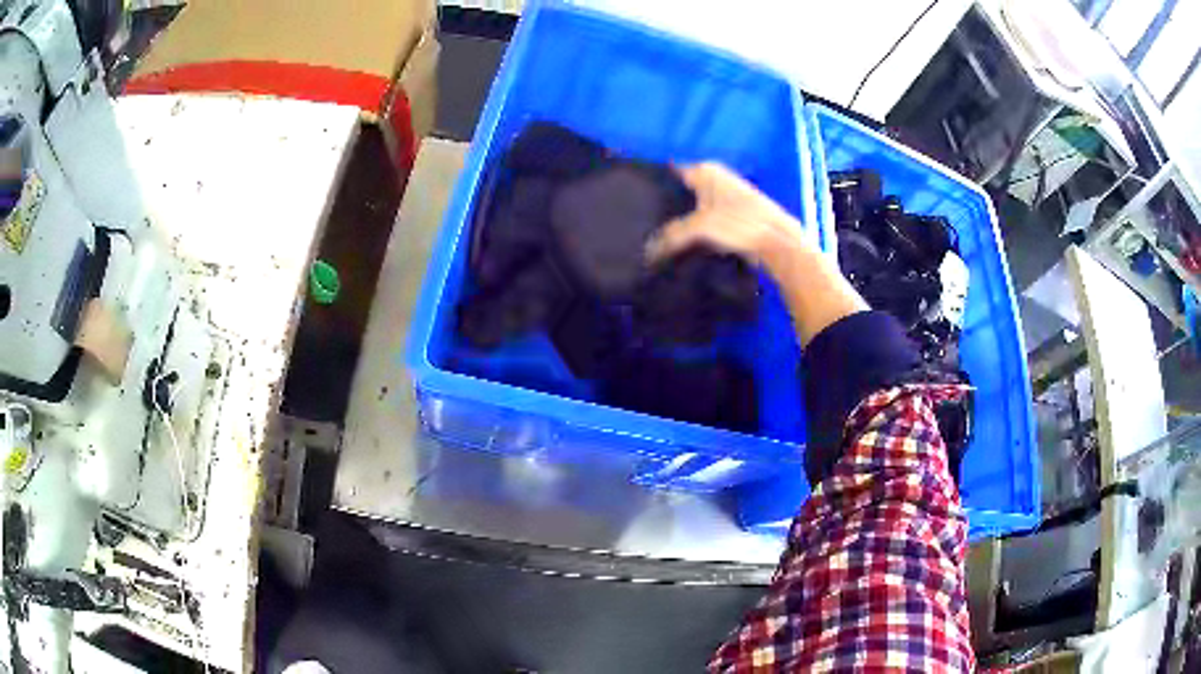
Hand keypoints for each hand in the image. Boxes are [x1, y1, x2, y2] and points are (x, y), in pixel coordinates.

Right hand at [648, 162, 864, 345]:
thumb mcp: (699, 228)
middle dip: (664, 206)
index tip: (634, 203)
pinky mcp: (732, 215)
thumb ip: (670, 237)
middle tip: (643, 224)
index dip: (653, 187)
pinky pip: (704, 220)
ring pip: (692, 207)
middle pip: (680, 191)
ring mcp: (725, 196)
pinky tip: (683, 244)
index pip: (669, 173)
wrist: (778, 242)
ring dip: (680, 221)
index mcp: (705, 170)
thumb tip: (648, 251)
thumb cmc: (739, 223)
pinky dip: (695, 230)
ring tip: (658, 236)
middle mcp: (714, 177)